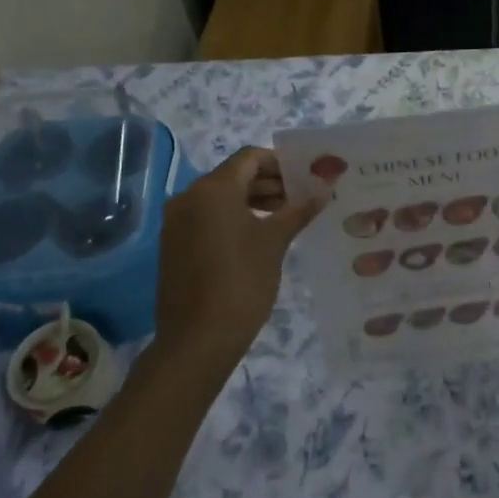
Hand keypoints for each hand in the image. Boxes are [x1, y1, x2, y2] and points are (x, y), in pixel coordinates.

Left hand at [154, 149, 321, 373]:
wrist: (197, 340)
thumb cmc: (242, 282)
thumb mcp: (275, 242)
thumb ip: (299, 209)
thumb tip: (325, 188)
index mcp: (213, 189)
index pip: (250, 158)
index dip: (280, 163)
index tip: (305, 178)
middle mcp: (189, 197)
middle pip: (234, 176)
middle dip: (269, 183)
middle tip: (301, 199)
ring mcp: (177, 222)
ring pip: (220, 198)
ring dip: (253, 201)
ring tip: (285, 218)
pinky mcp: (174, 244)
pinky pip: (207, 218)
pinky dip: (233, 218)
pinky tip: (258, 237)